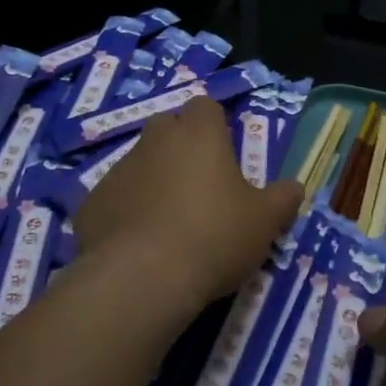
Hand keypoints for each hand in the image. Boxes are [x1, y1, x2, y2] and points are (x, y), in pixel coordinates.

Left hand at [75, 97, 300, 310]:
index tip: (225, 151)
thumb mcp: (265, 221)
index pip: (205, 106)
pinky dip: (126, 212)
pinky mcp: (91, 204)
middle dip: (181, 146)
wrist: (142, 278)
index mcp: (198, 135)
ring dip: (153, 180)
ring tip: (169, 220)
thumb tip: (294, 187)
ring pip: (139, 163)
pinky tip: (138, 244)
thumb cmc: (214, 236)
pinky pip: (115, 199)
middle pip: (167, 127)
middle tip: (200, 184)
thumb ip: (283, 198)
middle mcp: (154, 141)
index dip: (215, 124)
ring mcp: (117, 171)